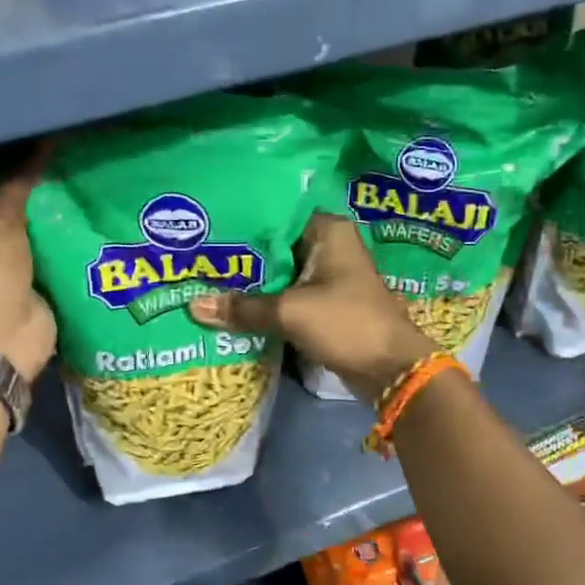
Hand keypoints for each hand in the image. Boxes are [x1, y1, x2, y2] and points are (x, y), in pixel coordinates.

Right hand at [189, 213, 434, 404]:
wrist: (391, 369)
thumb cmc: (346, 324)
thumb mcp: (290, 312)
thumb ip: (244, 307)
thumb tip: (193, 306)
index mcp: (328, 231)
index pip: (275, 215)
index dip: (241, 223)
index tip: (205, 229)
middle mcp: (329, 247)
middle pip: (275, 247)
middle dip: (241, 258)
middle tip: (196, 258)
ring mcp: (329, 278)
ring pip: (280, 275)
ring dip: (251, 284)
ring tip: (204, 281)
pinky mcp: (325, 306)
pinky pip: (288, 298)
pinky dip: (265, 304)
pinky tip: (231, 308)